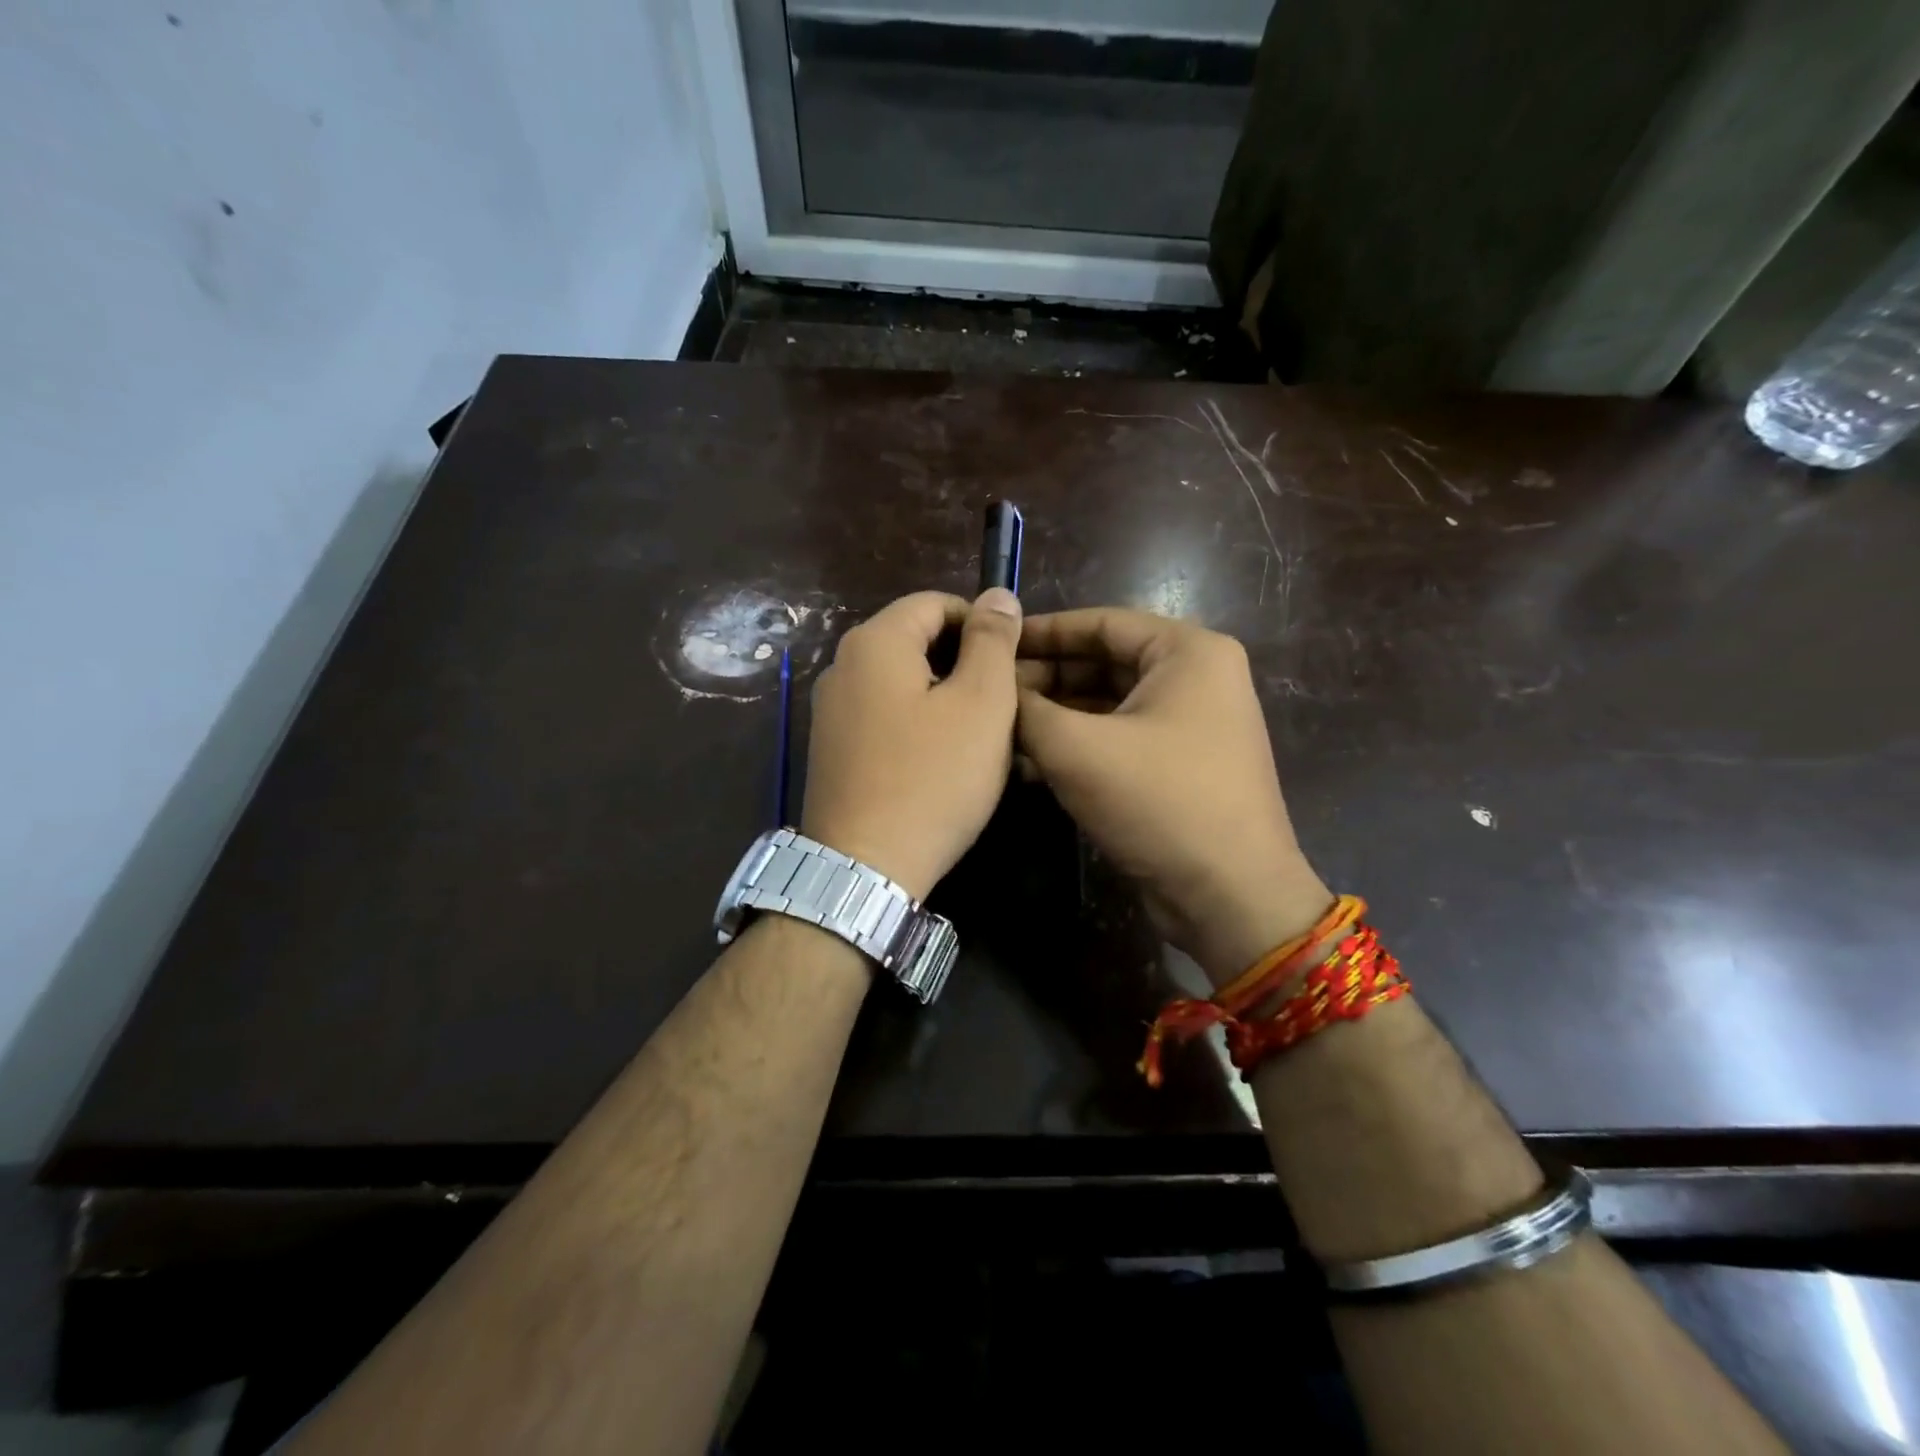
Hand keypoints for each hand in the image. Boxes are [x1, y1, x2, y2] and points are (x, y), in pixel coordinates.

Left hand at [803, 589, 1022, 900]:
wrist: (864, 868)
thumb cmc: (933, 779)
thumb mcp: (981, 703)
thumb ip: (992, 641)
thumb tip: (997, 595)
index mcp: (875, 642)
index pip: (935, 602)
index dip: (981, 623)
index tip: (1014, 661)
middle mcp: (842, 666)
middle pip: (915, 640)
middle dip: (964, 660)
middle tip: (1004, 700)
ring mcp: (831, 710)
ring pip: (901, 681)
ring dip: (944, 694)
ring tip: (981, 732)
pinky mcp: (832, 748)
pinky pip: (884, 714)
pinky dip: (917, 721)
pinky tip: (942, 758)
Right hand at [1016, 608, 1330, 985]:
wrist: (1228, 896)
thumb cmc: (1159, 802)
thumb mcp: (1078, 748)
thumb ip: (1027, 709)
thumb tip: (996, 690)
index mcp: (1187, 652)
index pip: (1101, 622)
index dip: (1041, 632)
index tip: (992, 643)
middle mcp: (1195, 679)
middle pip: (1103, 663)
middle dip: (1044, 679)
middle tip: (989, 692)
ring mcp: (1189, 725)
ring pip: (1107, 705)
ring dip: (1054, 717)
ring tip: (998, 728)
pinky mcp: (1177, 766)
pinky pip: (1118, 740)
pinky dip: (1077, 746)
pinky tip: (1027, 763)